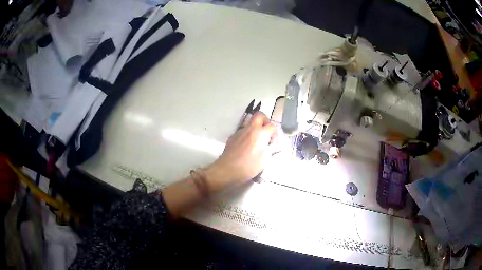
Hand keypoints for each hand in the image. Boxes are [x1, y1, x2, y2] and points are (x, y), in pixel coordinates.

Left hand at [204, 112, 276, 189]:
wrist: (226, 170)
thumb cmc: (248, 166)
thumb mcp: (264, 160)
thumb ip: (270, 150)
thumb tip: (273, 146)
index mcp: (260, 133)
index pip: (272, 126)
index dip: (275, 133)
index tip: (274, 142)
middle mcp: (250, 129)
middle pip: (259, 116)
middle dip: (265, 121)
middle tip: (267, 132)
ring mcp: (239, 132)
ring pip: (250, 124)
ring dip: (256, 129)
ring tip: (257, 142)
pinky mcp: (232, 137)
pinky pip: (243, 132)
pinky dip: (248, 135)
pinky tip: (247, 148)